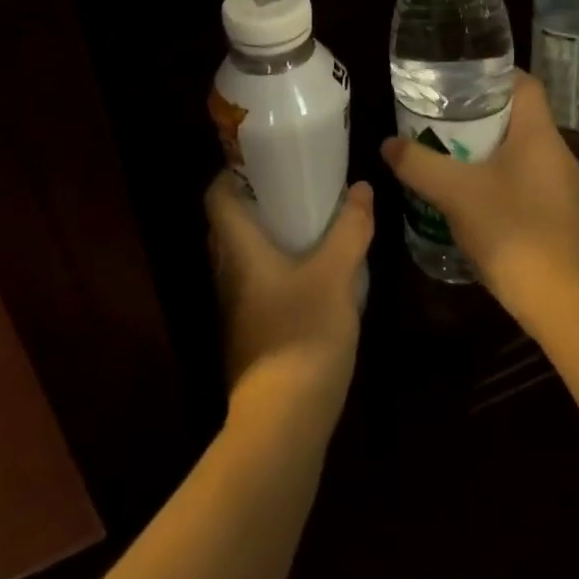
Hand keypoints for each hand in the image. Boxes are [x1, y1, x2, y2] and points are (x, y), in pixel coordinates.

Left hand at [206, 173, 373, 419]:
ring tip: (306, 221)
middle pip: (228, 225)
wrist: (284, 419)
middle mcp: (227, 273)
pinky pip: (255, 283)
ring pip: (242, 256)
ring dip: (267, 235)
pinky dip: (275, 266)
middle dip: (256, 201)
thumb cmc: (303, 332)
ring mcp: (234, 306)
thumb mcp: (335, 274)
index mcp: (238, 249)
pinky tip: (310, 271)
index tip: (264, 159)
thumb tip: (361, 188)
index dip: (232, 173)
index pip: (216, 197)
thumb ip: (350, 229)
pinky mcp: (249, 331)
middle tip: (294, 184)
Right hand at [380, 70, 578, 321]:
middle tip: (439, 116)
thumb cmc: (512, 229)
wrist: (561, 300)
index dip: (492, 75)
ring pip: (518, 152)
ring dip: (484, 149)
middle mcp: (555, 153)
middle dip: (478, 115)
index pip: (524, 83)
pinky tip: (466, 195)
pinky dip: (495, 178)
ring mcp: (559, 187)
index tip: (456, 80)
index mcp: (539, 133)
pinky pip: (522, 181)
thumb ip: (418, 163)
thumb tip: (388, 143)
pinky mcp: (555, 215)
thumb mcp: (455, 192)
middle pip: (517, 117)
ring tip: (445, 152)